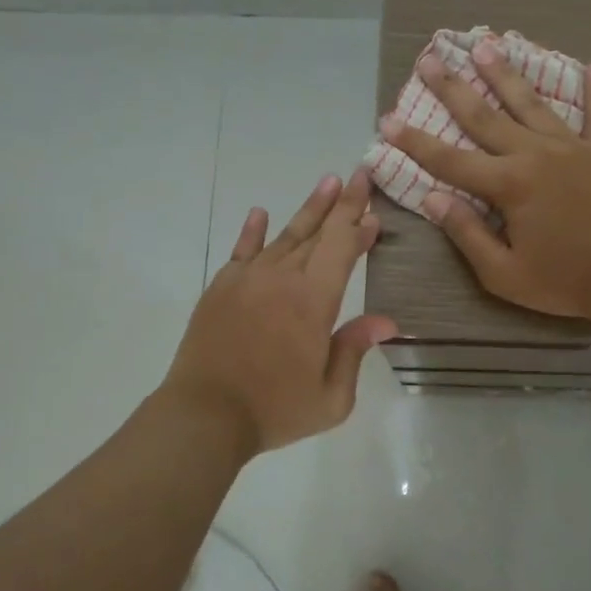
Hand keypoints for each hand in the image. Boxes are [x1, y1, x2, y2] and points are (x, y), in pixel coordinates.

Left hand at [165, 168, 395, 455]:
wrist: (204, 415)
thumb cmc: (274, 410)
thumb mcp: (331, 397)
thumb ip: (355, 351)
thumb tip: (386, 321)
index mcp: (314, 301)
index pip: (342, 249)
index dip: (359, 225)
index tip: (374, 209)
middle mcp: (282, 279)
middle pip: (318, 233)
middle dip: (342, 204)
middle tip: (358, 174)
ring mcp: (248, 279)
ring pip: (284, 236)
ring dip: (309, 210)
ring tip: (326, 183)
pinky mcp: (221, 288)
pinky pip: (242, 250)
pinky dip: (252, 231)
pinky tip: (260, 213)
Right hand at [378, 39, 590, 320]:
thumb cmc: (563, 280)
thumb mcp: (503, 273)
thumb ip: (466, 233)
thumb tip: (433, 198)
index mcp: (508, 185)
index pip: (450, 160)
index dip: (415, 142)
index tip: (388, 120)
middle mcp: (535, 154)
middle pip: (485, 116)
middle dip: (453, 88)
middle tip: (430, 59)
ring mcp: (573, 146)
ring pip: (532, 103)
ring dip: (506, 74)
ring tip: (486, 45)